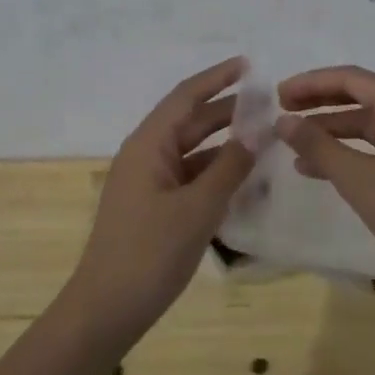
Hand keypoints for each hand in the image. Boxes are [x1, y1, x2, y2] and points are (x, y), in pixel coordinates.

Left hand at [65, 56, 255, 346]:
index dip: (217, 78)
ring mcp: (148, 182)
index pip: (185, 97)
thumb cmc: (149, 254)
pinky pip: (188, 177)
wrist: (106, 310)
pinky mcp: (153, 206)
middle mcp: (146, 155)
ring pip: (191, 151)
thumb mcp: (197, 209)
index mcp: (148, 145)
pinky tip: (243, 178)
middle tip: (268, 104)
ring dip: (224, 143)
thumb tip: (258, 132)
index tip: (248, 64)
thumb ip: (230, 168)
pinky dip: (215, 173)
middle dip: (227, 110)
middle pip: (189, 121)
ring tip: (264, 137)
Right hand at [275, 64, 374, 304]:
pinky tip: (318, 171)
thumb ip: (318, 146)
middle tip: (282, 111)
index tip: (278, 95)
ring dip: (331, 131)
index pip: (353, 79)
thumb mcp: (358, 179)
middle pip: (362, 97)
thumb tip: (283, 120)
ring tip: (292, 144)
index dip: (312, 83)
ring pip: (370, 125)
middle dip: (320, 103)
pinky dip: (350, 154)